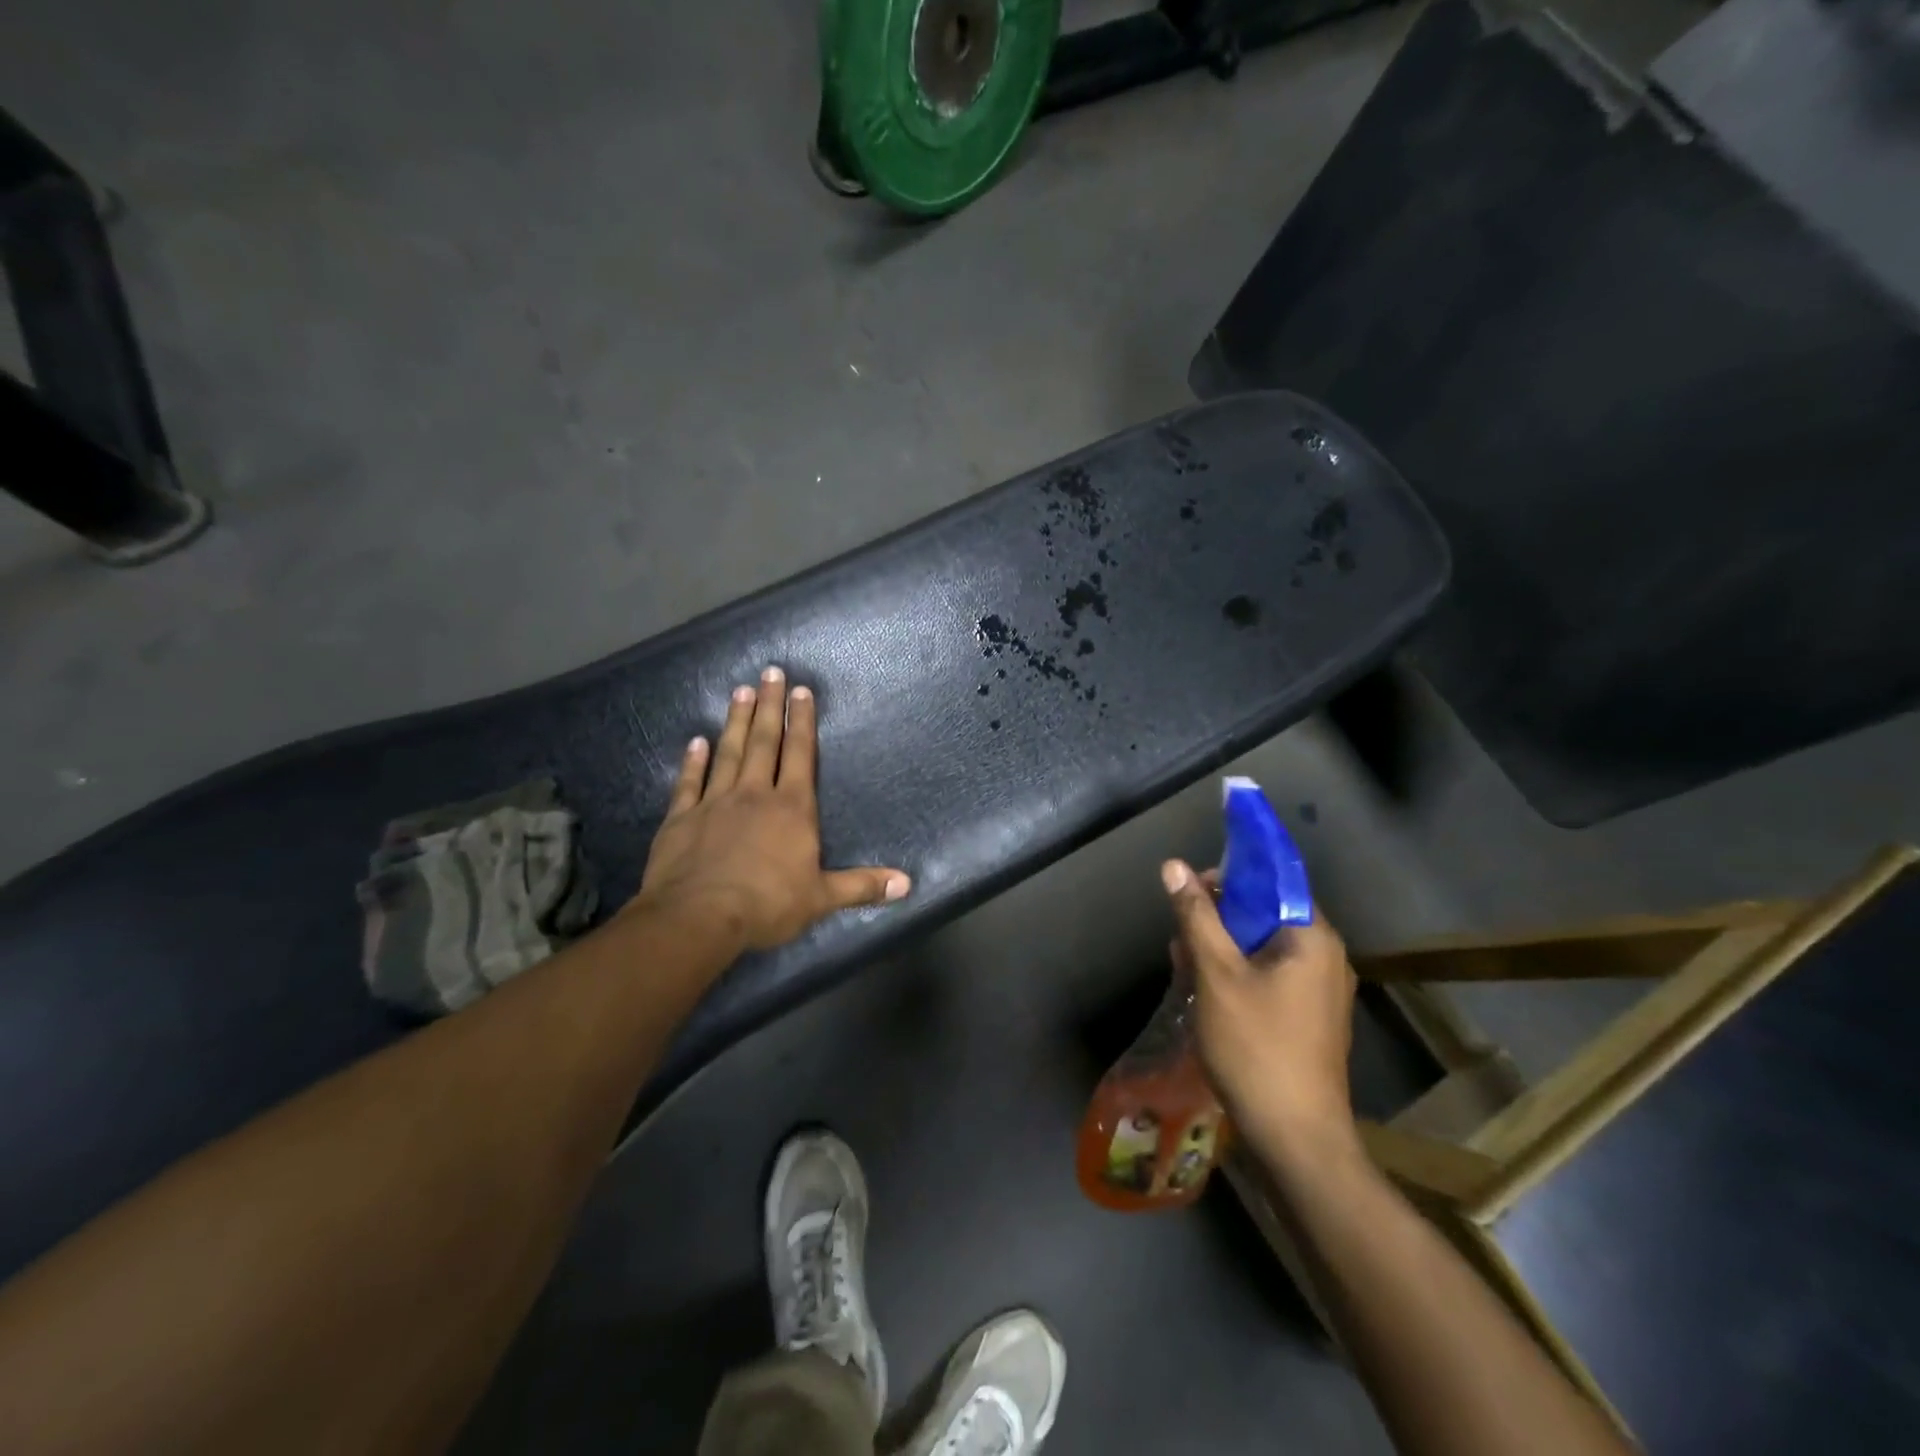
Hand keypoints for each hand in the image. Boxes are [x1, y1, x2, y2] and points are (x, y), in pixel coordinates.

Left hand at [635, 667, 910, 951]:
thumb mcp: (822, 898)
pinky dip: (692, 761)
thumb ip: (862, 886)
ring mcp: (714, 803)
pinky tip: (695, 741)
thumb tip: (907, 883)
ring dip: (734, 721)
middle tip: (768, 672)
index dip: (802, 722)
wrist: (698, 917)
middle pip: (763, 742)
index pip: (800, 755)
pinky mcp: (681, 819)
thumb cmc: (767, 905)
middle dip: (768, 706)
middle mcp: (754, 795)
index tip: (800, 690)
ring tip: (739, 691)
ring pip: (728, 753)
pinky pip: (689, 782)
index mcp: (791, 808)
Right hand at [1162, 859, 1358, 1161]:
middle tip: (1181, 933)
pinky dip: (1240, 972)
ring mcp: (1322, 990)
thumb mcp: (1216, 974)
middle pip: (1267, 913)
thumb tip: (1174, 866)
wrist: (1296, 1137)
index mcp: (1312, 937)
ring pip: (1265, 946)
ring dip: (1224, 946)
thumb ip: (1196, 915)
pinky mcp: (1312, 1017)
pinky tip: (1206, 990)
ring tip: (1184, 962)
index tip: (1192, 887)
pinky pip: (1272, 975)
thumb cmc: (1255, 1046)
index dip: (1230, 875)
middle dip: (1220, 916)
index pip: (1273, 880)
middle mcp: (1326, 956)